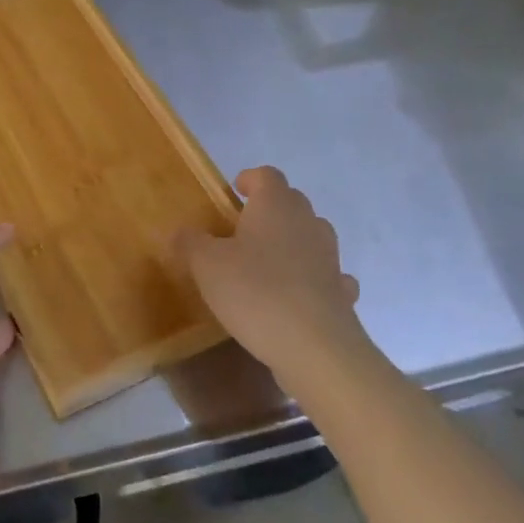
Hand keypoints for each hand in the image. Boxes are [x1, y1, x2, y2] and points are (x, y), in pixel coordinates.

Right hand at [178, 166, 365, 393]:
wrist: (314, 347)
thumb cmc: (255, 292)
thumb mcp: (206, 266)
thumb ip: (191, 242)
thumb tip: (180, 231)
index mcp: (275, 206)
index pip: (267, 175)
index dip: (250, 179)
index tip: (234, 191)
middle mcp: (307, 222)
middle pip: (291, 201)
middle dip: (269, 209)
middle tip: (242, 229)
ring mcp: (330, 257)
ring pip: (312, 235)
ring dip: (293, 241)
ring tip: (268, 262)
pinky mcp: (342, 292)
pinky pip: (327, 275)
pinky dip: (313, 278)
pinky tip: (298, 295)